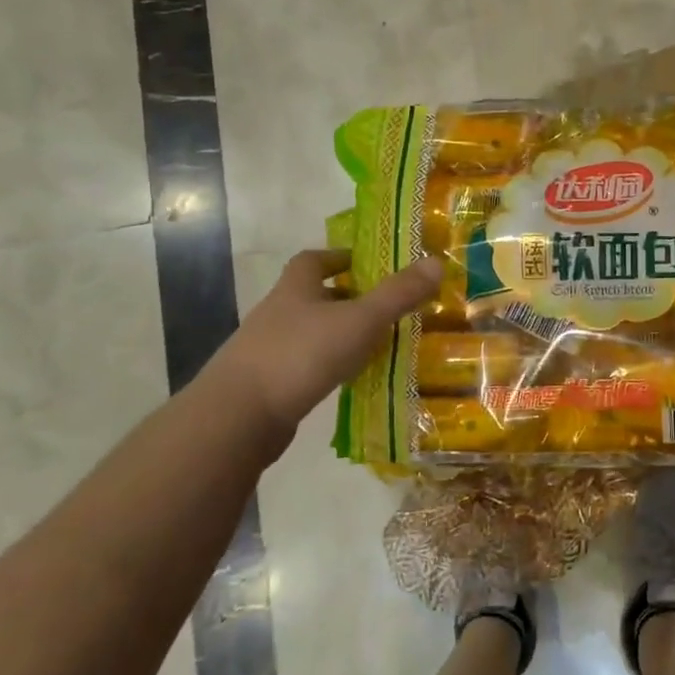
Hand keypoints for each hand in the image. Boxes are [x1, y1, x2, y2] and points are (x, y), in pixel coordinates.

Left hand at [215, 250, 441, 432]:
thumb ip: (398, 294)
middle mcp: (277, 312)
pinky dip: (326, 365)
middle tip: (383, 307)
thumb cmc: (301, 354)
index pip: (314, 260)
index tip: (366, 264)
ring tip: (373, 344)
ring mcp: (267, 349)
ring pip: (309, 332)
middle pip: (312, 295)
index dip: (339, 257)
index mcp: (295, 288)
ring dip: (337, 334)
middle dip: (345, 298)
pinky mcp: (266, 384)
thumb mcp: (359, 320)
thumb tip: (436, 261)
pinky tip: (347, 379)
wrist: (239, 417)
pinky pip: (303, 365)